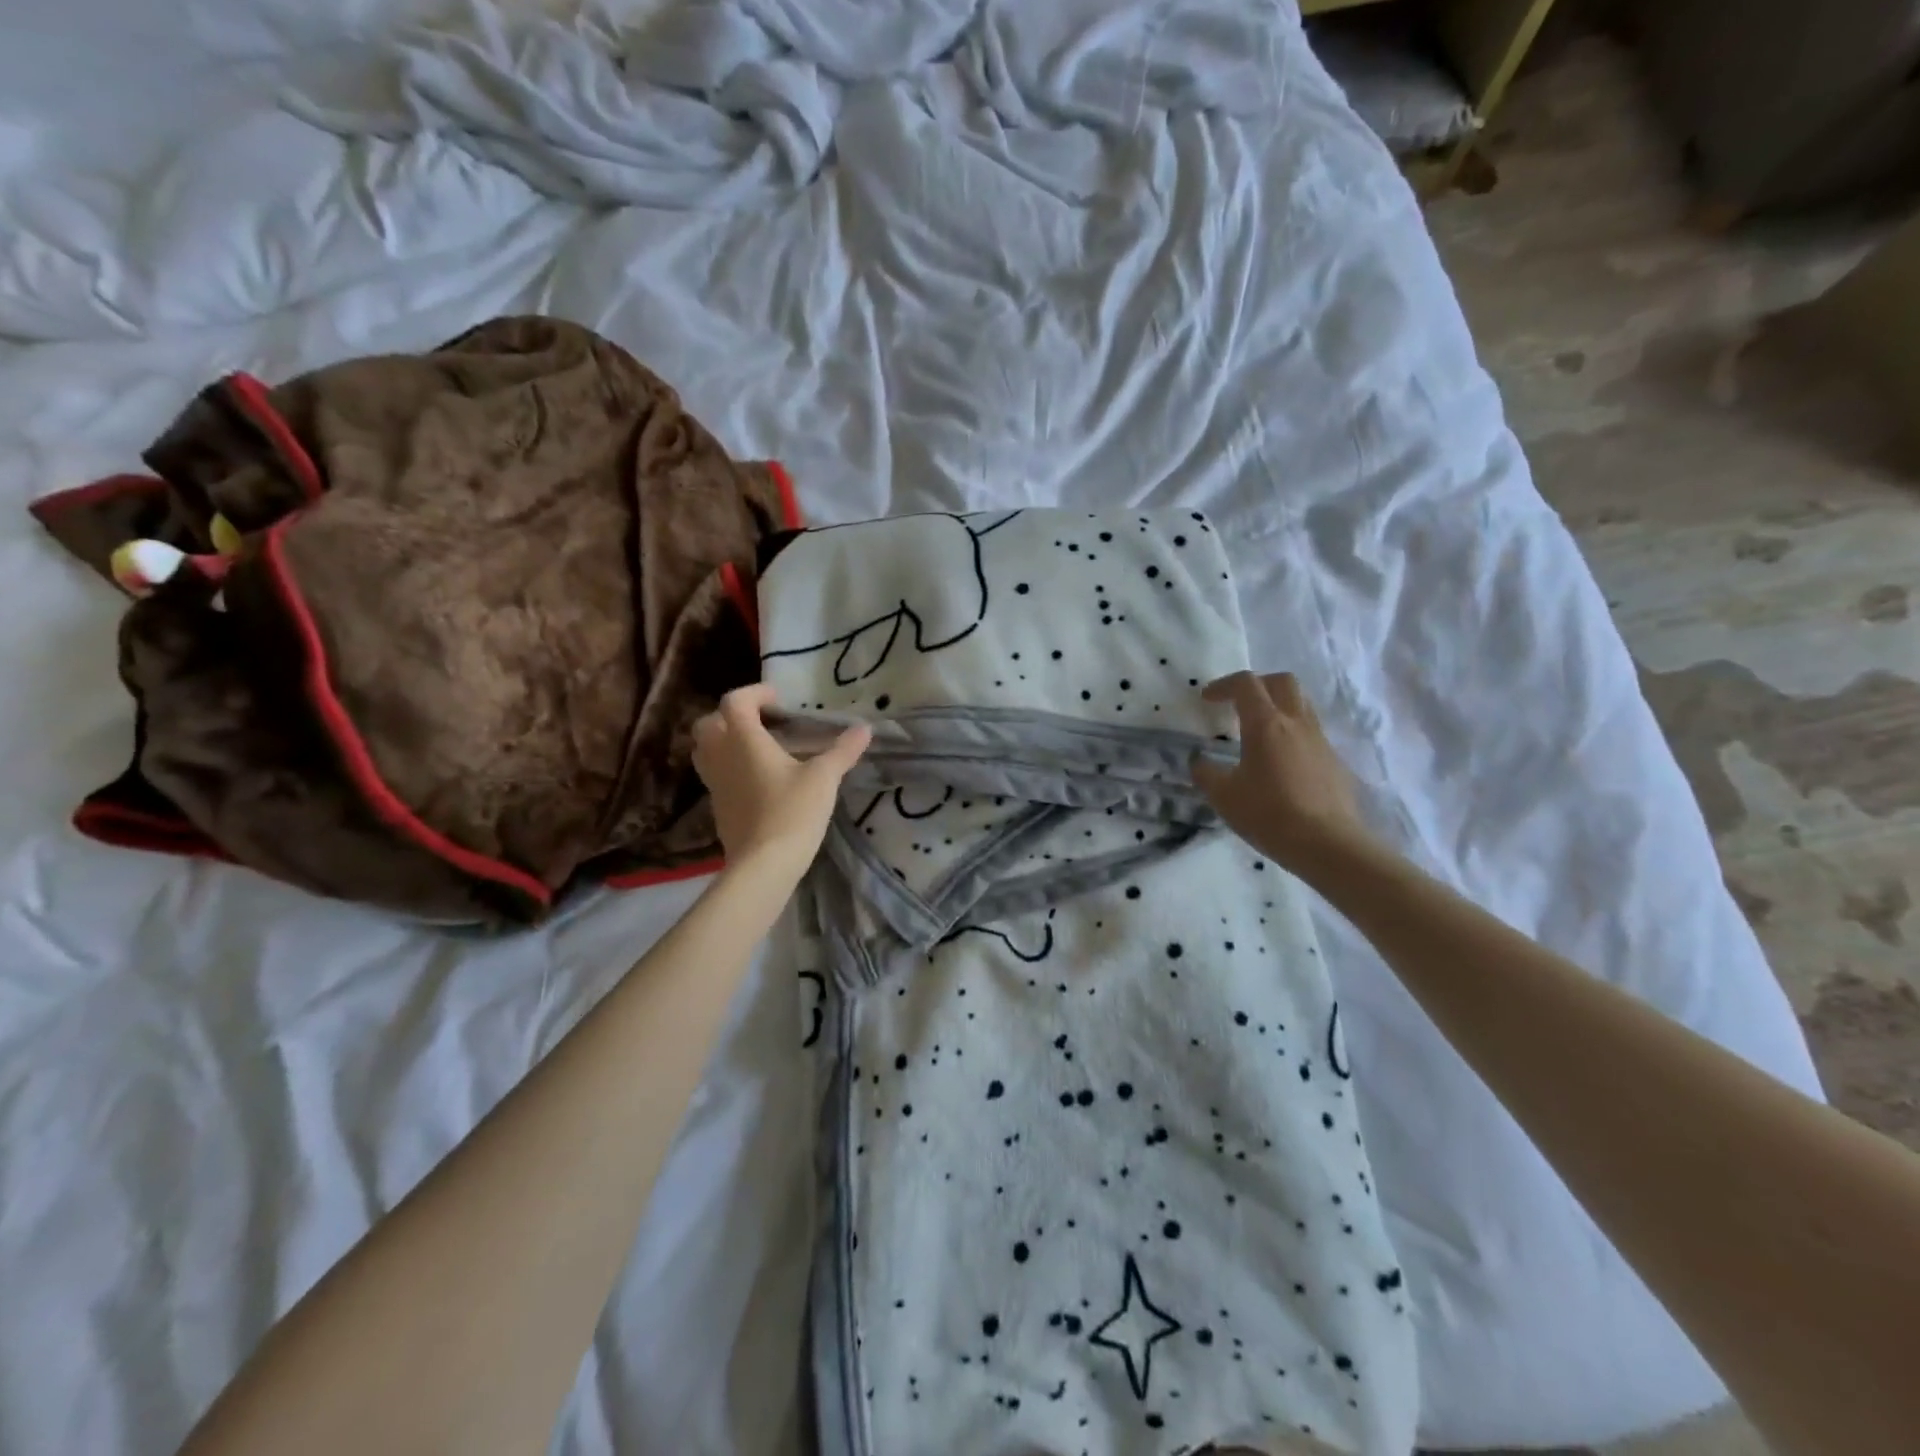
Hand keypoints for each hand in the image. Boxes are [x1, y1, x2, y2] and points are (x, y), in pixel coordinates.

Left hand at [693, 684, 869, 879]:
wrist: (763, 865)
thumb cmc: (792, 812)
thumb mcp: (823, 778)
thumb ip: (842, 751)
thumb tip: (865, 729)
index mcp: (743, 739)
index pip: (735, 701)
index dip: (755, 693)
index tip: (778, 700)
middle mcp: (721, 756)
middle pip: (708, 723)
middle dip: (732, 716)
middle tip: (762, 722)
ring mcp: (714, 783)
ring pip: (706, 750)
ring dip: (725, 741)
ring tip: (758, 748)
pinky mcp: (716, 807)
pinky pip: (715, 775)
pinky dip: (729, 767)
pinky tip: (758, 780)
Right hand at [1190, 671, 1372, 872]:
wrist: (1328, 844)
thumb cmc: (1268, 815)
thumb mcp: (1223, 796)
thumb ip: (1206, 773)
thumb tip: (1199, 761)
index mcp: (1266, 724)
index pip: (1246, 684)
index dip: (1223, 685)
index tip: (1207, 699)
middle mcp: (1296, 723)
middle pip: (1282, 681)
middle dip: (1257, 685)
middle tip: (1238, 704)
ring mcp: (1320, 741)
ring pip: (1301, 704)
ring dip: (1278, 707)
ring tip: (1259, 732)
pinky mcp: (1334, 761)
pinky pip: (1311, 733)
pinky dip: (1292, 735)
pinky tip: (1281, 764)